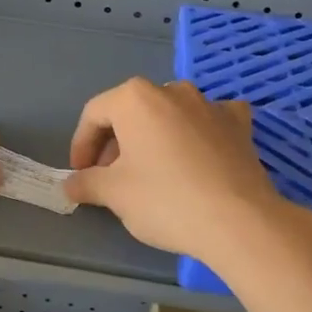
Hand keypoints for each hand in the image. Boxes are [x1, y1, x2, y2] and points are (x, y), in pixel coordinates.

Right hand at [64, 78, 291, 262]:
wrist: (238, 221)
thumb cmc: (165, 200)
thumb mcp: (114, 194)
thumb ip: (86, 182)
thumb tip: (71, 184)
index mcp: (135, 98)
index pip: (94, 114)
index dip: (81, 145)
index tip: (80, 174)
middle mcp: (172, 90)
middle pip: (131, 112)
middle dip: (115, 142)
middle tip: (110, 177)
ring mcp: (210, 104)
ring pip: (169, 114)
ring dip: (153, 137)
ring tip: (149, 171)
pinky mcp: (239, 124)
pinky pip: (208, 121)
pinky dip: (196, 133)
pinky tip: (196, 155)